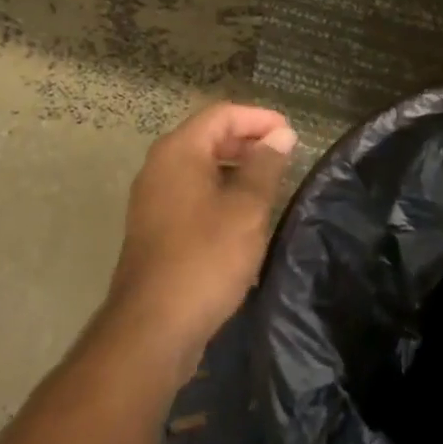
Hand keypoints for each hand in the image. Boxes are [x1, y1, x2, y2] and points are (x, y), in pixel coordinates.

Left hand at [104, 103, 297, 378]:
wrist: (151, 329)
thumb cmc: (205, 258)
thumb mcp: (246, 209)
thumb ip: (265, 166)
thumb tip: (281, 135)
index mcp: (178, 152)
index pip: (222, 114)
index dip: (259, 118)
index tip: (291, 134)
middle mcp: (159, 166)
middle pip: (208, 136)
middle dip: (248, 140)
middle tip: (284, 156)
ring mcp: (153, 198)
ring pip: (200, 166)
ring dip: (235, 167)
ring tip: (270, 184)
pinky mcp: (154, 227)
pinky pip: (192, 192)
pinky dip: (219, 191)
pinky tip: (243, 215)